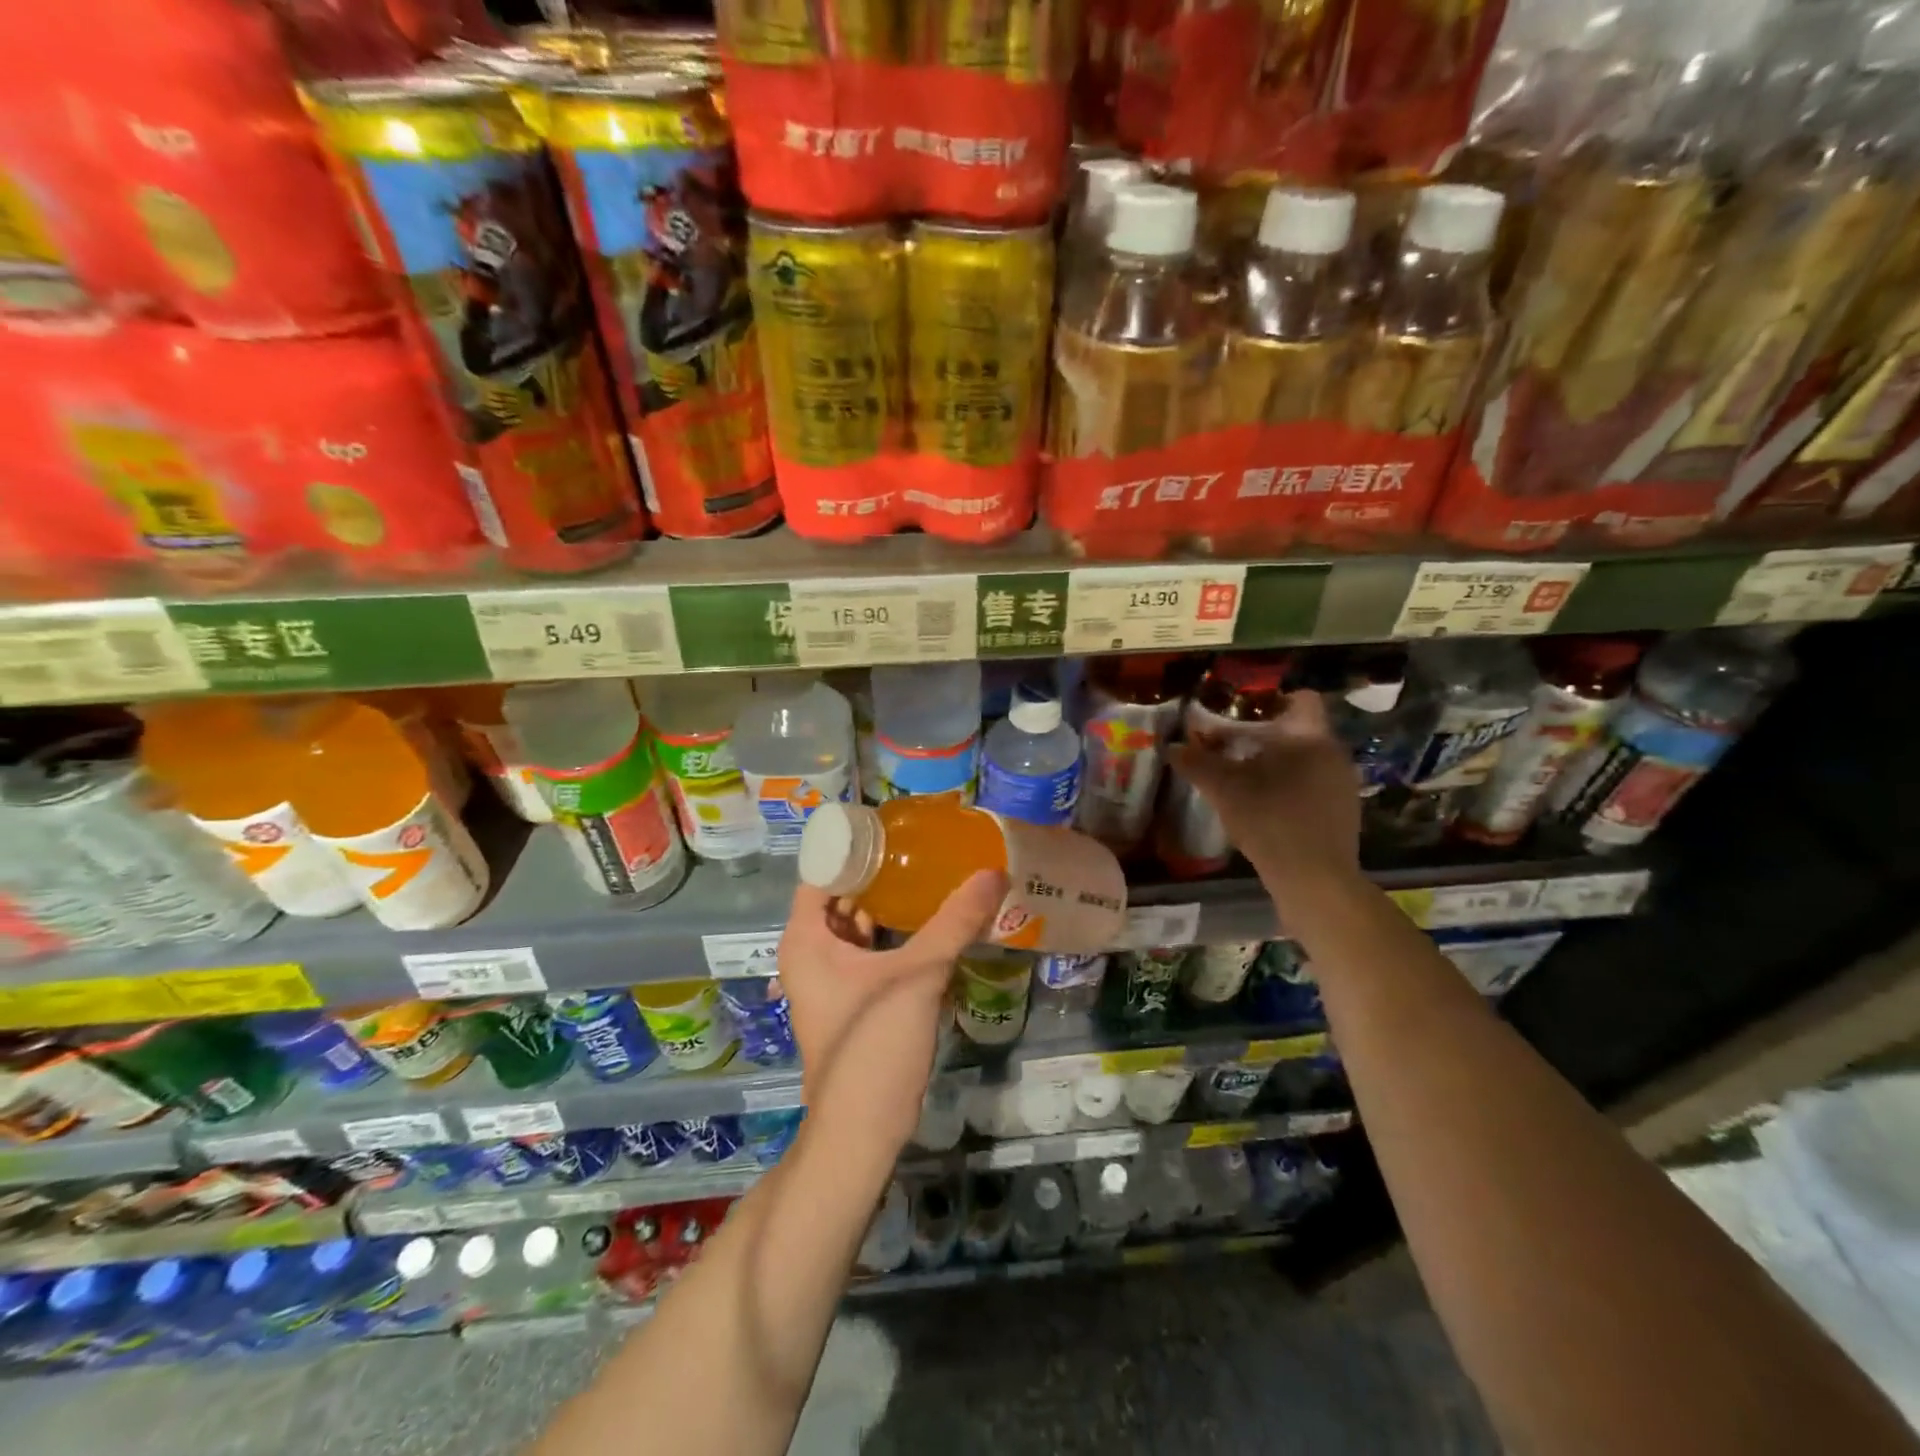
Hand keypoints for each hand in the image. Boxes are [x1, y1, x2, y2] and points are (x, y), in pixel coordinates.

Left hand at [776, 871, 1006, 1150]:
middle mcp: (810, 952)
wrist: (861, 1129)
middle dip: (879, 873)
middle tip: (923, 846)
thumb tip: (993, 872)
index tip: (895, 827)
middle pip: (842, 895)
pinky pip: (870, 951)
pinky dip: (894, 935)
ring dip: (890, 905)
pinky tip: (931, 922)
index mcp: (806, 938)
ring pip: (858, 925)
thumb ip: (955, 922)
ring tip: (931, 874)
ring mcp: (830, 978)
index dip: (855, 847)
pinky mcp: (852, 998)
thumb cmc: (874, 1043)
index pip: (823, 871)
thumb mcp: (918, 975)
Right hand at [1166, 690, 1360, 896]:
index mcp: (1311, 737)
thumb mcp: (1225, 790)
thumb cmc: (1271, 821)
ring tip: (1241, 776)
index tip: (1239, 714)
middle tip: (1228, 746)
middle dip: (1264, 735)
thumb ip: (1197, 763)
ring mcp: (1342, 784)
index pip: (1301, 699)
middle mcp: (1334, 754)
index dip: (1269, 701)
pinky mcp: (1342, 812)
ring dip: (1275, 762)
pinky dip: (1289, 785)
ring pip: (1305, 759)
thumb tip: (1171, 746)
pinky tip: (1264, 805)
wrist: (1315, 880)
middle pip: (1298, 730)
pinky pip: (1313, 784)